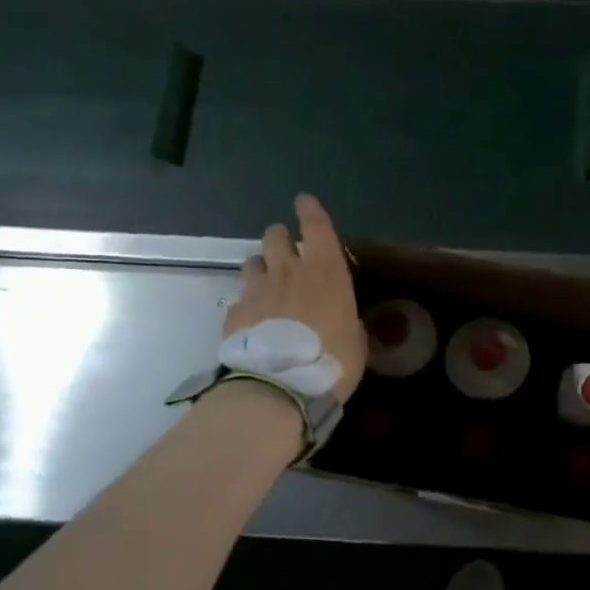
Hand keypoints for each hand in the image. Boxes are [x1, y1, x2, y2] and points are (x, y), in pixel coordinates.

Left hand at [226, 195, 368, 401]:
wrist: (278, 387)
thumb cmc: (331, 361)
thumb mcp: (355, 342)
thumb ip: (347, 322)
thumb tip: (343, 320)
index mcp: (325, 271)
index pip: (316, 226)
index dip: (310, 210)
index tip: (304, 201)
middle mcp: (288, 270)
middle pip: (275, 236)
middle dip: (280, 238)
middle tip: (287, 252)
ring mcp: (256, 289)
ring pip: (252, 261)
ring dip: (261, 267)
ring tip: (267, 284)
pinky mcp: (234, 312)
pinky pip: (239, 297)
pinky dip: (247, 303)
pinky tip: (253, 320)